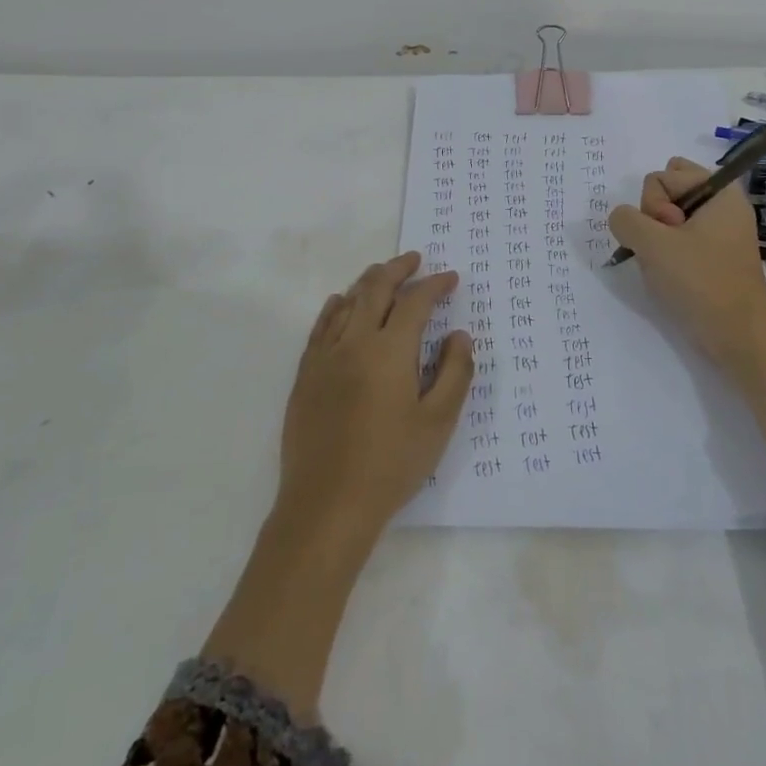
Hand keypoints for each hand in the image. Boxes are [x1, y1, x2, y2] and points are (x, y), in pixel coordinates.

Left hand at [274, 252, 472, 546]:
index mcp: (390, 350)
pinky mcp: (306, 374)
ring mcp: (325, 356)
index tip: (451, 279)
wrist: (327, 505)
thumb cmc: (390, 464)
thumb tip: (459, 335)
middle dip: (398, 269)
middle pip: (376, 289)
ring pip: (347, 302)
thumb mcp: (438, 422)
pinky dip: (336, 306)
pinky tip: (342, 302)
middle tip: (415, 259)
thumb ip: (454, 373)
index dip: (435, 285)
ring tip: (384, 275)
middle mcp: (354, 342)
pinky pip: (321, 326)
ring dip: (368, 282)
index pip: (415, 302)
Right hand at [608, 157, 765, 367]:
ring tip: (669, 267)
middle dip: (654, 218)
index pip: (662, 176)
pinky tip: (672, 277)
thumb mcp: (654, 245)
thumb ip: (626, 220)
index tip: (669, 235)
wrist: (740, 338)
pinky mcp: (714, 256)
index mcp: (719, 192)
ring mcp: (719, 232)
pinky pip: (678, 240)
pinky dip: (668, 254)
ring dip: (657, 240)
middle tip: (667, 248)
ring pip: (668, 218)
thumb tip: (623, 220)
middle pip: (667, 191)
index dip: (654, 206)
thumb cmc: (702, 283)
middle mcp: (722, 205)